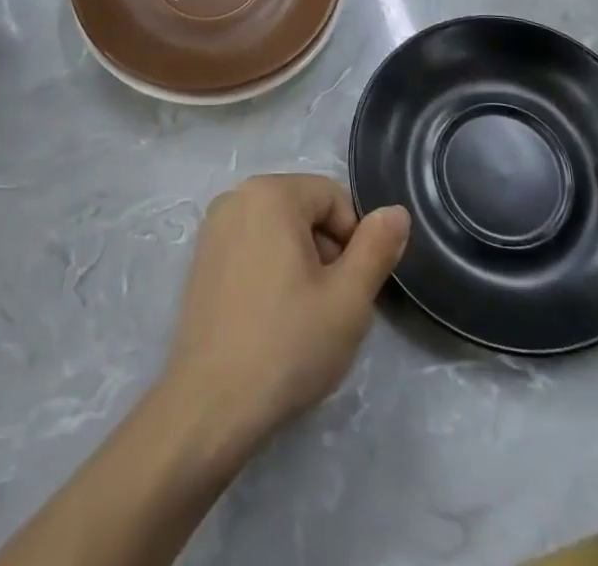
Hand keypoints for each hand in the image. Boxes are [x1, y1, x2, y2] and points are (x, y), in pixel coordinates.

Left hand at [163, 174, 409, 453]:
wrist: (210, 405)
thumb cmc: (287, 345)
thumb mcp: (348, 299)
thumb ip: (376, 248)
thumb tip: (396, 211)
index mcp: (270, 193)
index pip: (333, 197)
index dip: (353, 240)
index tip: (350, 288)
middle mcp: (236, 196)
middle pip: (304, 209)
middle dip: (326, 250)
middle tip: (329, 305)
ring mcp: (213, 227)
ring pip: (279, 230)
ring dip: (301, 263)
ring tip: (301, 316)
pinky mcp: (202, 258)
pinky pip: (252, 246)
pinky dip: (271, 270)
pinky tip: (272, 317)